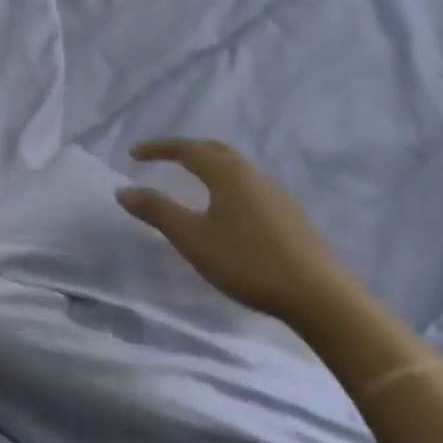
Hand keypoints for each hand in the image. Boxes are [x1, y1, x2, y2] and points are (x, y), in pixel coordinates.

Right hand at [117, 138, 360, 324]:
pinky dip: (227, 183)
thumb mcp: (193, 239)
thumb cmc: (247, 262)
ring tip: (191, 181)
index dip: (158, 149)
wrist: (318, 293)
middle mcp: (252, 173)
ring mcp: (275, 192)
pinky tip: (226, 208)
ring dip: (209, 165)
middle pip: (215, 150)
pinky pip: (249, 185)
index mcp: (227, 173)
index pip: (187, 149)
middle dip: (185, 150)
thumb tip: (124, 190)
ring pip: (235, 167)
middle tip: (162, 159)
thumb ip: (157, 211)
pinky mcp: (289, 212)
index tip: (134, 154)